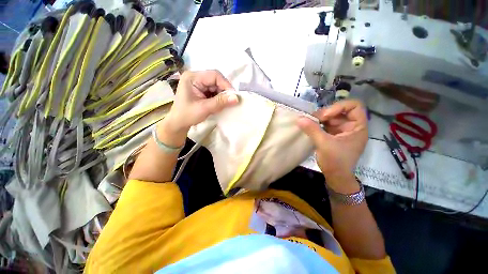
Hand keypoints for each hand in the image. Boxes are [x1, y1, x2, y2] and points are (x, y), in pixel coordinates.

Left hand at [163, 70, 238, 134]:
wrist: (179, 123)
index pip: (214, 75)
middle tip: (230, 102)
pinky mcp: (202, 90)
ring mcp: (199, 83)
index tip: (234, 96)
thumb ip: (220, 102)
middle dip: (224, 91)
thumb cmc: (187, 115)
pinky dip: (219, 98)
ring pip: (217, 86)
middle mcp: (196, 77)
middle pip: (216, 80)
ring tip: (224, 105)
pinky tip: (219, 104)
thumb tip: (237, 98)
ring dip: (222, 95)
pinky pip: (214, 91)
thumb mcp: (204, 108)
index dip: (226, 85)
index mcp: (192, 77)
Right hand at [297, 100, 367, 187]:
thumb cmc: (335, 161)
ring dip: (319, 118)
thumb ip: (312, 129)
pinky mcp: (333, 134)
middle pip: (340, 110)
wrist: (335, 176)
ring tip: (309, 122)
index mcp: (357, 127)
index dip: (339, 107)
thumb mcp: (324, 144)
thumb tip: (299, 118)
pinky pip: (325, 124)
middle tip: (312, 119)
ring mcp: (341, 130)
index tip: (325, 116)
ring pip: (331, 117)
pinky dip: (317, 123)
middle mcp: (351, 126)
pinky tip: (310, 126)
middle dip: (325, 113)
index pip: (354, 106)